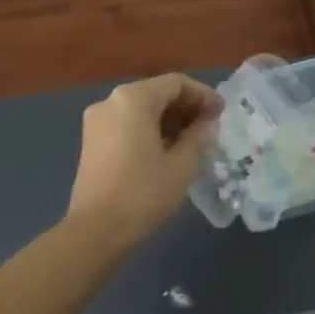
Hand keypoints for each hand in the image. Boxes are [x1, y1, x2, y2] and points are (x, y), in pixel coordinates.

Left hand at [66, 73, 223, 245]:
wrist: (96, 230)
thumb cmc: (143, 193)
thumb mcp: (181, 165)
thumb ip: (199, 137)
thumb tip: (208, 124)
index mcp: (132, 99)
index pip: (175, 83)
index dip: (202, 95)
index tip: (222, 113)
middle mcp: (110, 101)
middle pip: (155, 93)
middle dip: (185, 107)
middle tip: (210, 127)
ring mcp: (97, 121)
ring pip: (140, 109)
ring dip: (168, 120)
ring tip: (193, 141)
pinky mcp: (91, 141)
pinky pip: (126, 124)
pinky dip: (149, 130)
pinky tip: (168, 150)